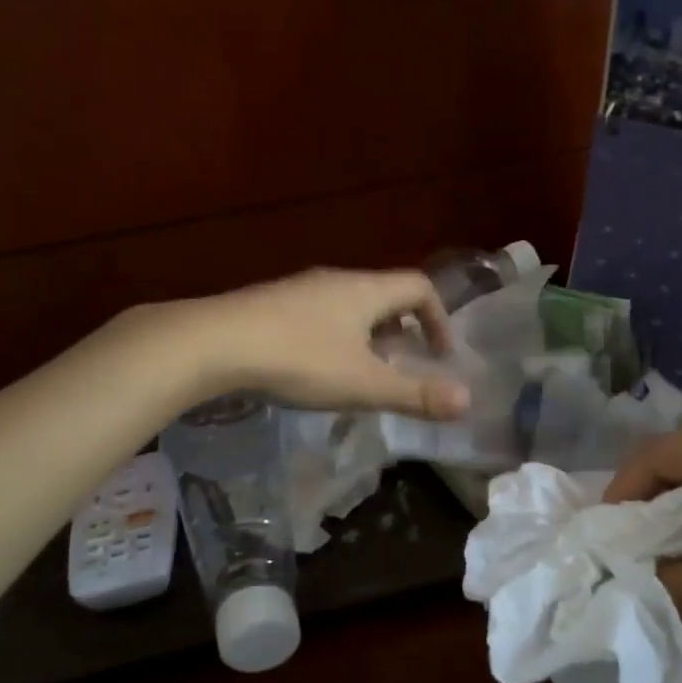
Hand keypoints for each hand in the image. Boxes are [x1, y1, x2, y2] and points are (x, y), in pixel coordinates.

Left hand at [135, 269, 470, 419]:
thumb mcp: (364, 384)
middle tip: (403, 366)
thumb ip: (415, 394)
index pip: (419, 287)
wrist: (214, 343)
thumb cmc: (300, 359)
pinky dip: (334, 338)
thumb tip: (467, 401)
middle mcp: (336, 280)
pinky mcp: (269, 304)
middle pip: (383, 295)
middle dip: (402, 330)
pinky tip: (315, 369)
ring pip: (348, 306)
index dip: (439, 319)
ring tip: (361, 373)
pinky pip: (317, 315)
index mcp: (366, 291)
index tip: (440, 355)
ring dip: (366, 336)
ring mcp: (299, 289)